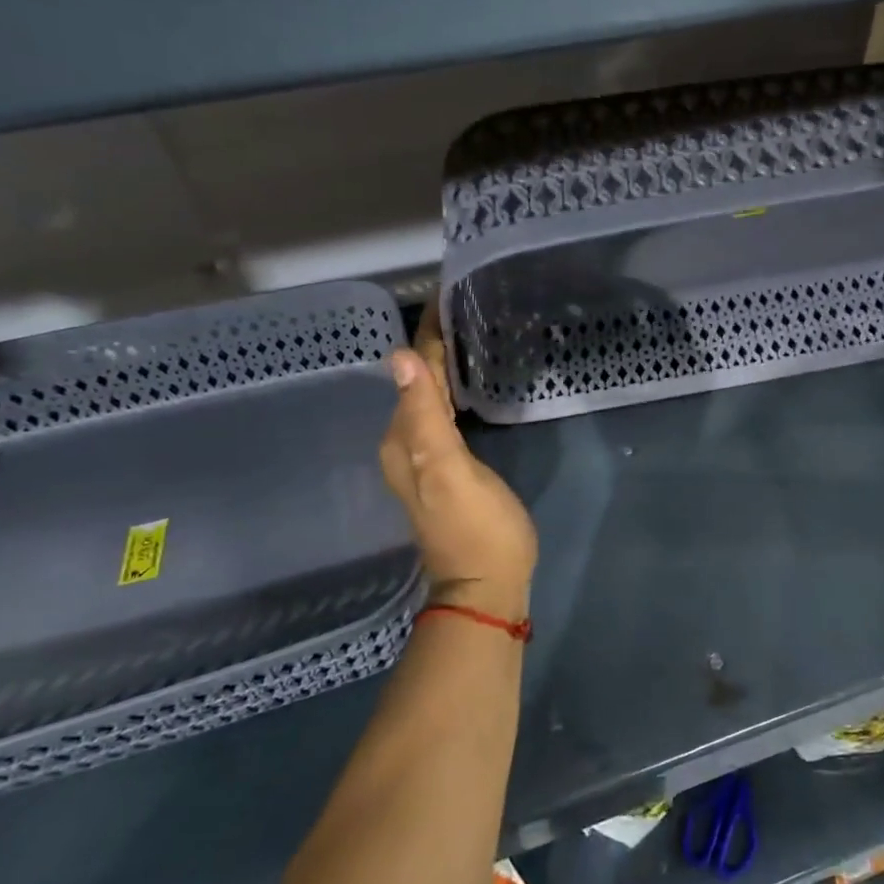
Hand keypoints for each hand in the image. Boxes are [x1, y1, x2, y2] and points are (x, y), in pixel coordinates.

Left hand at [379, 304, 537, 618]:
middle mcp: (406, 444)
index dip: (429, 336)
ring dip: (441, 366)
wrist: (487, 586)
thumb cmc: (478, 529)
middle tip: (462, 307)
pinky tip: (465, 386)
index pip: (413, 373)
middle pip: (416, 381)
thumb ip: (425, 417)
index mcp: (405, 438)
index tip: (446, 296)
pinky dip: (451, 391)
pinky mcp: (446, 469)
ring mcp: (425, 459)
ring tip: (465, 334)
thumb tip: (396, 357)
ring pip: (428, 397)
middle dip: (434, 344)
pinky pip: (442, 415)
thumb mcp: (451, 471)